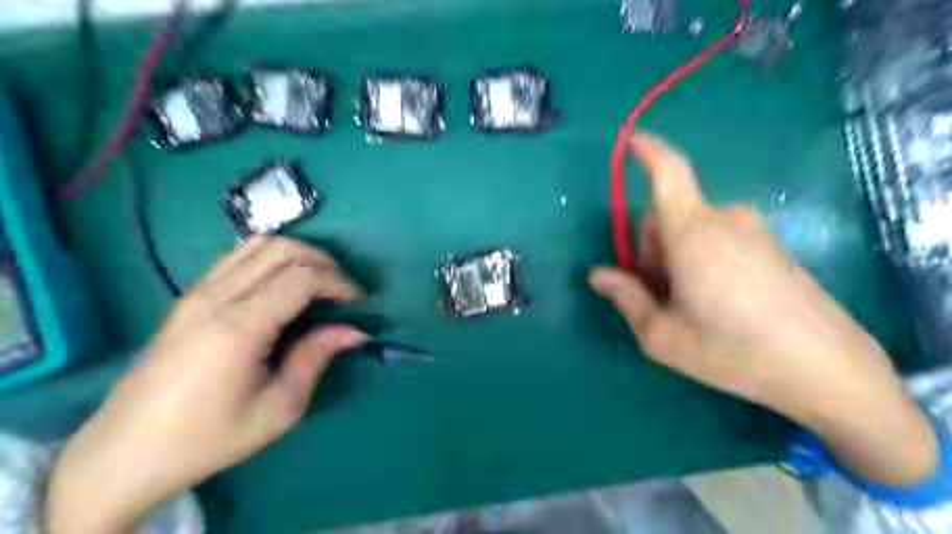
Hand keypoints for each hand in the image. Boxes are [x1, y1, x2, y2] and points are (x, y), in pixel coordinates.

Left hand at [46, 235, 367, 533]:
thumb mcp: (278, 408)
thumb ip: (316, 358)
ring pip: (257, 245)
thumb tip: (355, 331)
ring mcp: (197, 293)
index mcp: (240, 326)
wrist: (126, 453)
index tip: (358, 301)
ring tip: (317, 281)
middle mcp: (216, 298)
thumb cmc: (209, 436)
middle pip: (282, 249)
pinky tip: (282, 286)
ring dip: (297, 254)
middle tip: (342, 289)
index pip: (302, 278)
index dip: (339, 282)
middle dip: (323, 261)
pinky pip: (237, 257)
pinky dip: (270, 258)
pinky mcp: (188, 297)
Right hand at [593, 131, 934, 483]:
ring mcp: (751, 230)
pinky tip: (716, 298)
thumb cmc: (733, 352)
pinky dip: (701, 257)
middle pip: (666, 216)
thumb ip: (626, 298)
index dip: (649, 153)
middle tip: (660, 295)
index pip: (669, 175)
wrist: (826, 368)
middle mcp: (724, 220)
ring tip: (690, 302)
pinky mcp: (769, 243)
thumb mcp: (663, 336)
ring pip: (691, 228)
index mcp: (693, 236)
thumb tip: (598, 275)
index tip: (633, 141)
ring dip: (675, 256)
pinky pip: (717, 236)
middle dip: (651, 250)